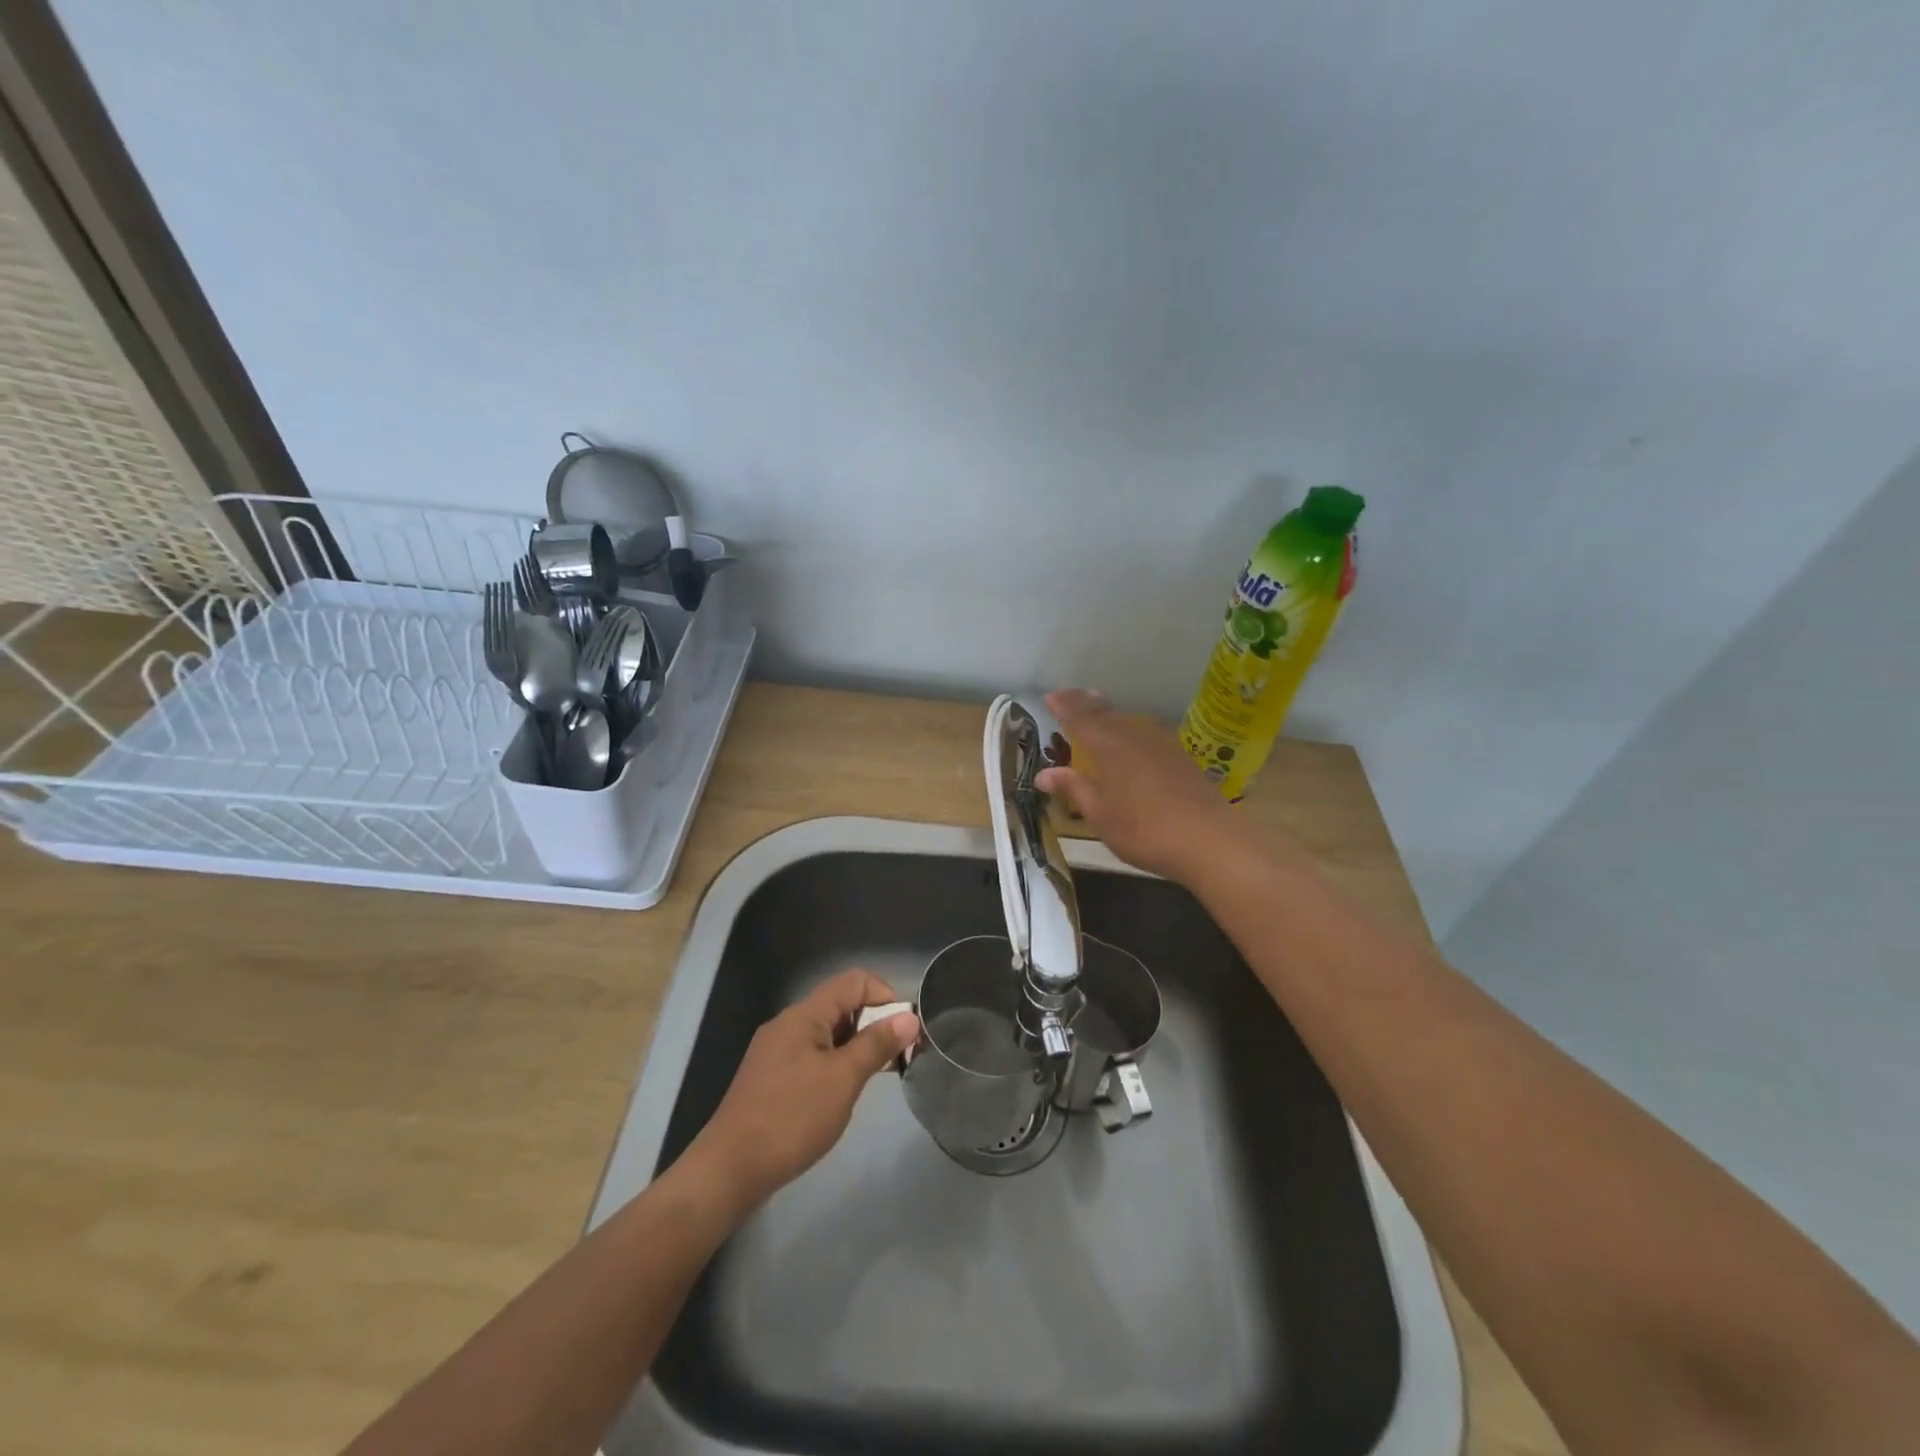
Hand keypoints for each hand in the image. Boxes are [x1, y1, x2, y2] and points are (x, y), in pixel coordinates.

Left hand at [685, 968, 918, 1210]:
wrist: (729, 1170)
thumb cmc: (792, 1118)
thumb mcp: (843, 1079)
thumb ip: (877, 1044)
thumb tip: (909, 1016)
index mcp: (804, 1014)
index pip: (855, 981)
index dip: (885, 997)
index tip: (904, 1033)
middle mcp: (788, 1023)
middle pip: (841, 1003)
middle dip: (874, 1023)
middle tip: (897, 1059)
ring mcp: (776, 1050)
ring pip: (827, 1031)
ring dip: (856, 1045)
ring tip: (874, 1078)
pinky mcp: (770, 1076)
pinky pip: (812, 1054)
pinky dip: (835, 1063)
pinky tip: (841, 1093)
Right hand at [1035, 688, 1239, 882]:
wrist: (1209, 840)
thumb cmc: (1143, 830)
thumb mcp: (1100, 814)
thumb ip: (1073, 788)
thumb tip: (1043, 774)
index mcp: (1108, 746)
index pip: (1080, 718)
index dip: (1064, 706)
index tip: (1050, 696)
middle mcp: (1133, 735)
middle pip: (1105, 712)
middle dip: (1085, 703)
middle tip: (1069, 696)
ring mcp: (1161, 743)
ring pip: (1128, 720)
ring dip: (1109, 714)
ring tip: (1097, 709)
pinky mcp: (1180, 756)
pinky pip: (1145, 732)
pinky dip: (1129, 729)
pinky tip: (1132, 738)